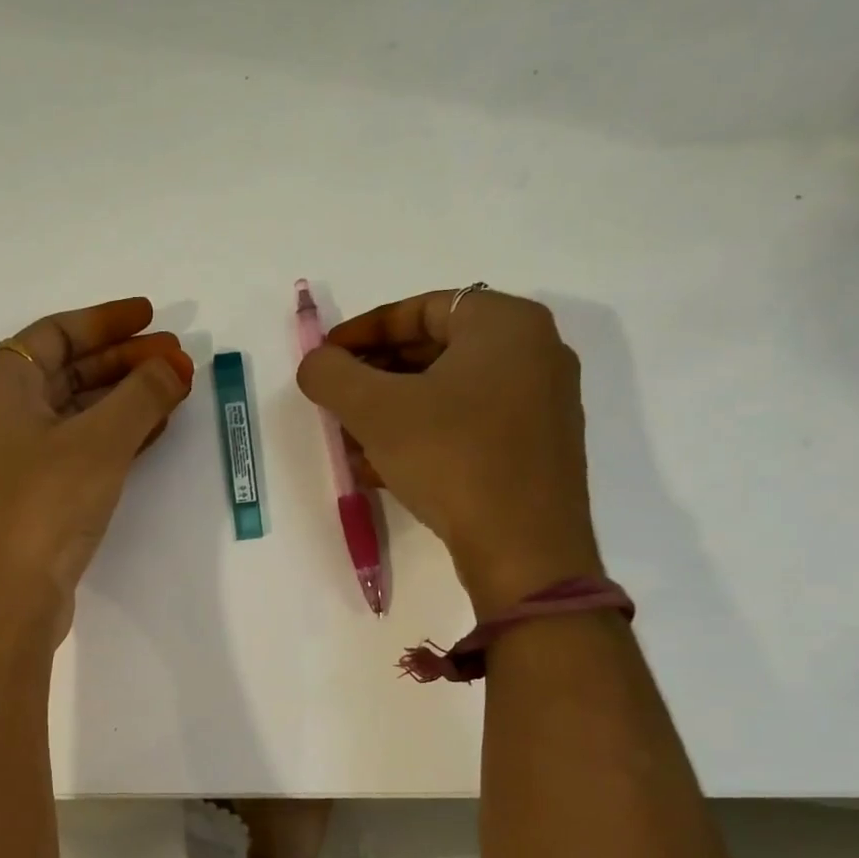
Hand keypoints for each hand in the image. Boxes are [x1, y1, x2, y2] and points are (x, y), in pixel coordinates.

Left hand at [0, 297, 193, 645]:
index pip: (55, 333)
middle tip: (177, 359)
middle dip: (124, 362)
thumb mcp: (99, 442)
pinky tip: (152, 432)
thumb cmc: (45, 506)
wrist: (8, 600)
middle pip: (67, 371)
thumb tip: (174, 365)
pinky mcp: (33, 497)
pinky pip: (78, 448)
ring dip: (124, 399)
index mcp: (0, 389)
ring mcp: (15, 461)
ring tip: (174, 391)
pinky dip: (114, 435)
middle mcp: (1, 418)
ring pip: (76, 412)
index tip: (153, 317)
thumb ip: (142, 395)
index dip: (106, 321)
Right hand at [296, 288, 601, 614]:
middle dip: (375, 377)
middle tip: (336, 402)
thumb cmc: (451, 458)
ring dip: (394, 413)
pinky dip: (424, 437)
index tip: (325, 358)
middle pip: (435, 351)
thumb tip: (316, 363)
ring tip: (352, 443)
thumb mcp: (375, 410)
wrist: (524, 548)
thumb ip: (332, 374)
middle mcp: (534, 353)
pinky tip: (385, 470)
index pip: (420, 309)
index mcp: (505, 323)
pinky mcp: (537, 449)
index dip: (362, 332)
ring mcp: (542, 404)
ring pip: (449, 394)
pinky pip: (468, 427)